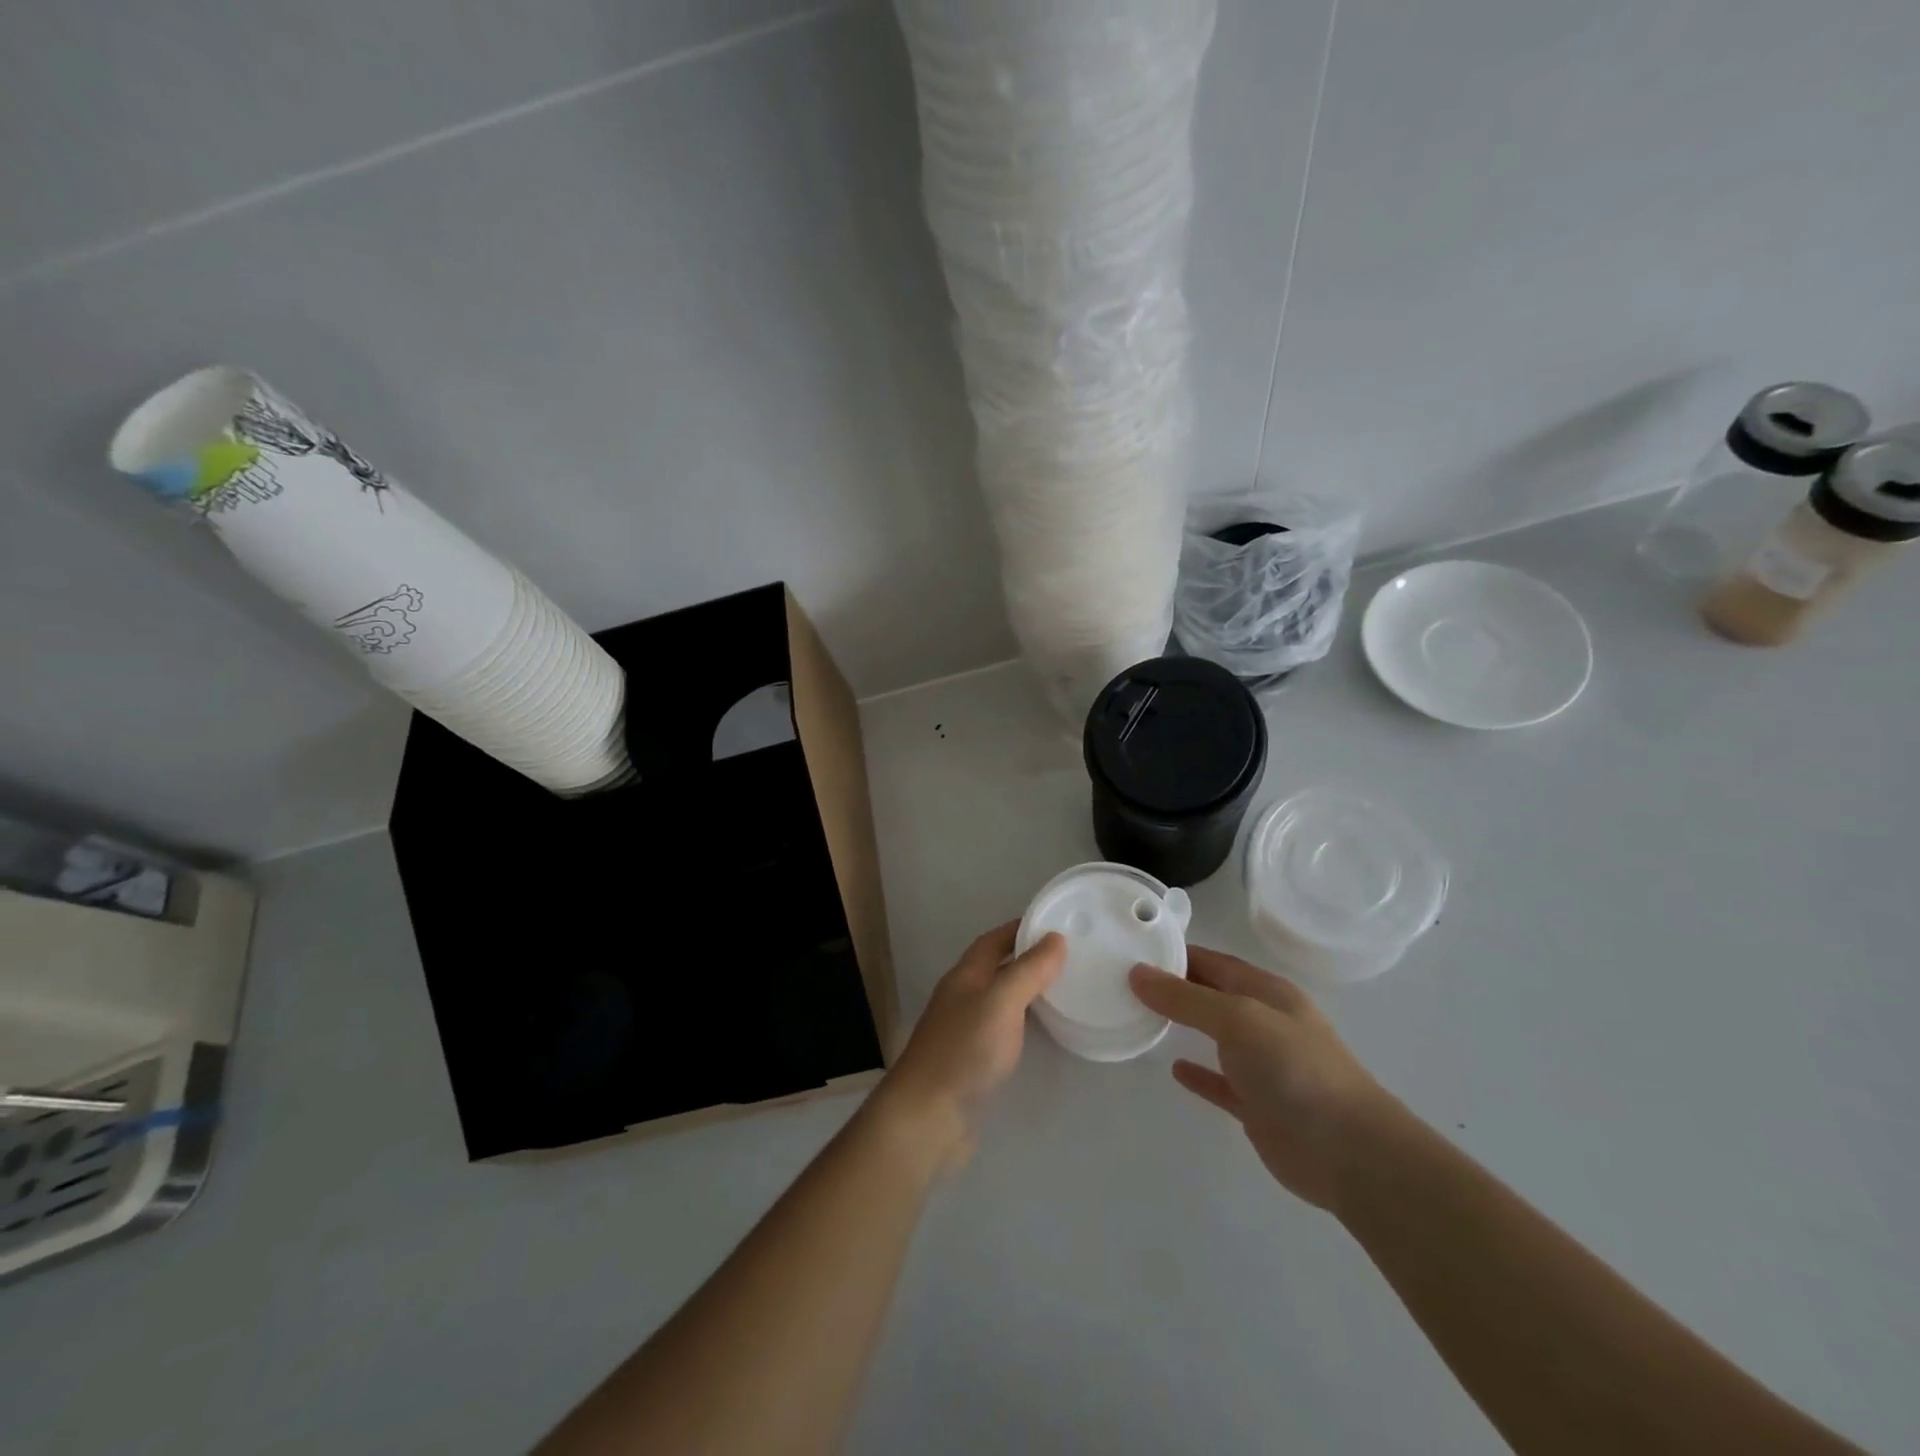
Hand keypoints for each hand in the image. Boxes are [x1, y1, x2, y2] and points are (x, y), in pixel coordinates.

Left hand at [874, 923, 1064, 1168]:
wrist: (928, 1117)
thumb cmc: (965, 1051)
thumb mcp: (1001, 1001)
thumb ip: (1028, 970)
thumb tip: (1055, 938)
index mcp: (965, 976)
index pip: (993, 941)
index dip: (1019, 929)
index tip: (1053, 924)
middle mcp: (962, 998)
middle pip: (995, 968)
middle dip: (1026, 958)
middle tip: (1067, 958)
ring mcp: (964, 1031)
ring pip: (999, 1000)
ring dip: (1026, 991)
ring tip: (1062, 989)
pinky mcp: (972, 1063)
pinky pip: (1002, 1030)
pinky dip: (1023, 1023)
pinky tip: (1041, 1033)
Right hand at [1130, 946, 1397, 1209]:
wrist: (1348, 1151)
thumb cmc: (1294, 1068)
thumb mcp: (1237, 1019)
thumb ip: (1186, 998)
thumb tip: (1137, 973)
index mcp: (1267, 992)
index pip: (1214, 961)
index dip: (1177, 954)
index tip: (1135, 949)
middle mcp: (1266, 1022)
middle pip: (1213, 995)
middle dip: (1176, 986)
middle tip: (1127, 981)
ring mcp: (1264, 1066)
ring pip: (1216, 1037)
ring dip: (1184, 1026)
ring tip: (1141, 1017)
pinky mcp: (1259, 1106)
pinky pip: (1221, 1082)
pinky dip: (1199, 1074)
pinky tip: (1175, 1070)